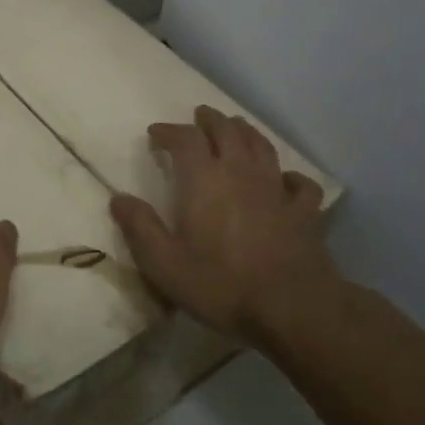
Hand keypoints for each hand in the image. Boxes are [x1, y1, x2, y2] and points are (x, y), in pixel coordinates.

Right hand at [110, 105, 340, 343]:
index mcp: (204, 179)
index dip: (169, 131)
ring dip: (245, 132)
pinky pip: (299, 183)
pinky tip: (285, 180)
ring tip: (236, 128)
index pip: (185, 138)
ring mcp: (277, 189)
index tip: (155, 134)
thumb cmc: (221, 284)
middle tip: (199, 116)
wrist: (293, 308)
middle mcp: (241, 172)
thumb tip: (119, 198)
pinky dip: (289, 175)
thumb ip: (140, 227)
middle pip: (227, 131)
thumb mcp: (164, 263)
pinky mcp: (305, 212)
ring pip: (262, 146)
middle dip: (210, 120)